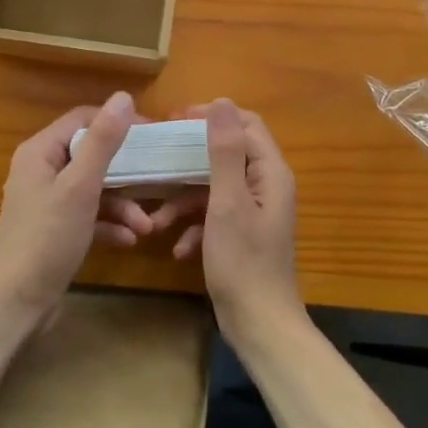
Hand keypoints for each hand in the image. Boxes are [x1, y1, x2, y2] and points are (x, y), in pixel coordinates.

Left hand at [0, 92, 154, 310]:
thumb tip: (124, 97)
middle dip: (126, 172)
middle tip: (158, 179)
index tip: (152, 136)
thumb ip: (103, 141)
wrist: (15, 303)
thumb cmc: (47, 238)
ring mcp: (48, 202)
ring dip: (122, 204)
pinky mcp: (55, 230)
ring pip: (94, 189)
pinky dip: (109, 224)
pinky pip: (89, 216)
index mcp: (41, 152)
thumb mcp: (80, 186)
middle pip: (91, 155)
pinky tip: (129, 240)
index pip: (83, 119)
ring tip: (147, 226)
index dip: (117, 123)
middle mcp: (41, 171)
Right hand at [173, 99, 302, 342]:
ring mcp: (254, 212)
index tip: (175, 121)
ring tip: (157, 220)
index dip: (212, 117)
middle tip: (158, 160)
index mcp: (270, 173)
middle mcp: (266, 187)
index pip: (246, 124)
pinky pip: (214, 217)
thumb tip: (221, 102)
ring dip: (185, 201)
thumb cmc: (243, 261)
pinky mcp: (241, 235)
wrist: (259, 325)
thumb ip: (224, 151)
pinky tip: (178, 249)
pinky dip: (194, 227)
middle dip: (190, 160)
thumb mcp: (227, 202)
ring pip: (214, 189)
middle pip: (227, 155)